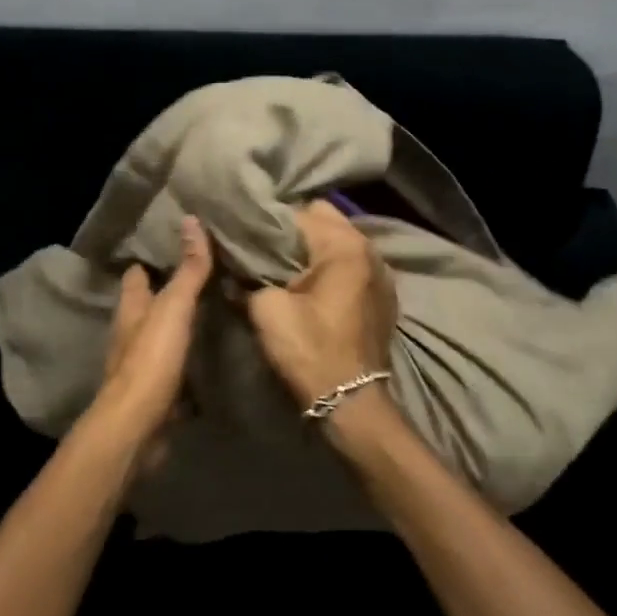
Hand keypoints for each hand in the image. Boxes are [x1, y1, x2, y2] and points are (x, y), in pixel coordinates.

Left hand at [87, 216, 213, 448]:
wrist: (138, 427)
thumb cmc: (151, 359)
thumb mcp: (173, 307)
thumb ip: (187, 269)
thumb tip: (190, 219)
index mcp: (131, 309)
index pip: (136, 274)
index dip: (149, 259)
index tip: (173, 244)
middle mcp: (131, 334)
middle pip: (147, 306)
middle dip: (167, 292)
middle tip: (201, 275)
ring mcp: (142, 365)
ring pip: (160, 337)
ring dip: (178, 327)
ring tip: (211, 312)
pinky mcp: (156, 393)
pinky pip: (174, 370)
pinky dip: (187, 363)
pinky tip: (208, 360)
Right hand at [246, 200, 397, 412]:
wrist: (350, 402)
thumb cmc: (310, 350)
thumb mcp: (267, 310)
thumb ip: (250, 277)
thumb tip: (235, 266)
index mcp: (344, 246)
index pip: (299, 213)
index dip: (269, 222)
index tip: (246, 232)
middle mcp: (369, 250)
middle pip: (324, 219)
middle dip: (293, 229)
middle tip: (263, 246)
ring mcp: (380, 272)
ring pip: (338, 241)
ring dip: (312, 247)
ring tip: (282, 262)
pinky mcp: (381, 294)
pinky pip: (350, 264)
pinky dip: (329, 266)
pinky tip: (308, 282)